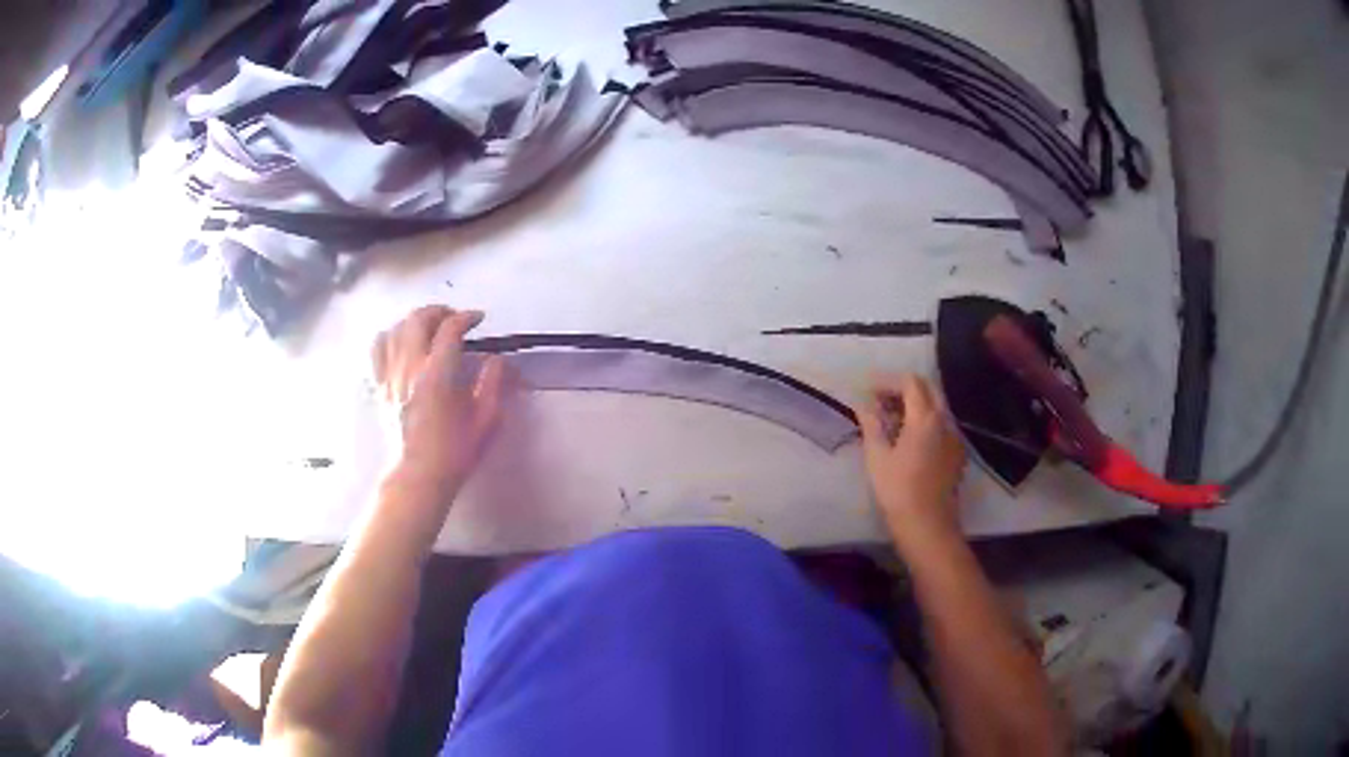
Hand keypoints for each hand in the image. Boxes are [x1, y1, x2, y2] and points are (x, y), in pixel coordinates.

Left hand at [373, 306, 505, 497]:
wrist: (417, 478)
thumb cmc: (454, 453)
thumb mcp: (486, 420)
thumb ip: (492, 383)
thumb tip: (495, 360)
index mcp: (437, 375)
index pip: (450, 329)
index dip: (467, 317)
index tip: (478, 319)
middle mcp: (409, 367)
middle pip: (418, 319)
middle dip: (439, 311)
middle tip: (454, 318)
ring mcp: (389, 375)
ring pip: (396, 328)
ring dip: (415, 320)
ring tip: (429, 327)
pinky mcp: (379, 386)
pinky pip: (377, 348)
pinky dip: (390, 336)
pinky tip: (401, 341)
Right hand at [855, 374, 965, 543]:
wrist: (928, 524)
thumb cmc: (898, 490)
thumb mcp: (877, 456)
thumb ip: (871, 424)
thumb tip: (863, 404)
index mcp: (925, 418)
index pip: (910, 382)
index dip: (888, 381)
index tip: (868, 390)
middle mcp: (945, 420)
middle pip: (928, 389)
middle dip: (904, 388)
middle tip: (880, 400)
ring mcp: (954, 436)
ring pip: (937, 406)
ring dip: (915, 404)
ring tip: (891, 418)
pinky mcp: (956, 452)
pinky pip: (942, 424)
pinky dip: (925, 420)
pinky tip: (909, 438)